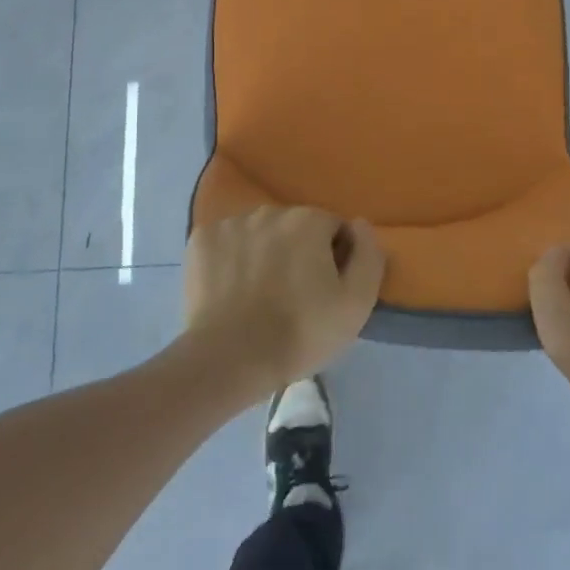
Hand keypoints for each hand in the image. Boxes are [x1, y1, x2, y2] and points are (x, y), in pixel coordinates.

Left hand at [182, 206, 385, 398]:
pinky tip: (232, 289)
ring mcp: (230, 223)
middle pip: (295, 227)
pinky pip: (226, 242)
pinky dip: (231, 259)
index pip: (333, 229)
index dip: (335, 259)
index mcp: (308, 220)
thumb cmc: (300, 332)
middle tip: (294, 296)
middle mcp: (268, 211)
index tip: (326, 291)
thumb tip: (360, 224)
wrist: (230, 358)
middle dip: (299, 252)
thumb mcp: (356, 303)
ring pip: (259, 233)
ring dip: (265, 253)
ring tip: (260, 295)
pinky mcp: (200, 241)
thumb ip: (369, 255)